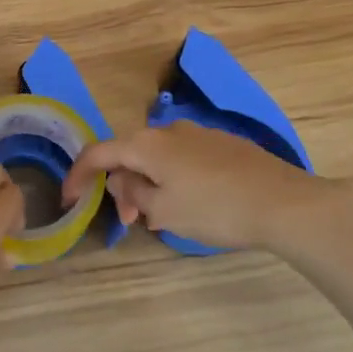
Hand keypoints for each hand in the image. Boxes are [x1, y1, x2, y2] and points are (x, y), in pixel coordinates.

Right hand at [62, 120, 351, 254]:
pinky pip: (183, 159)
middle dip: (120, 186)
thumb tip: (124, 183)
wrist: (284, 203)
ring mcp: (199, 135)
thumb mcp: (163, 211)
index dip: (78, 175)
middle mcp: (170, 130)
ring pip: (158, 158)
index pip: (98, 152)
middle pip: (129, 154)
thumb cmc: (215, 209)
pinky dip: (172, 180)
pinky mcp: (224, 145)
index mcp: (148, 144)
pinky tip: (188, 205)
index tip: (68, 199)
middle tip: (128, 221)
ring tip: (157, 218)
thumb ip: (133, 194)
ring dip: (148, 185)